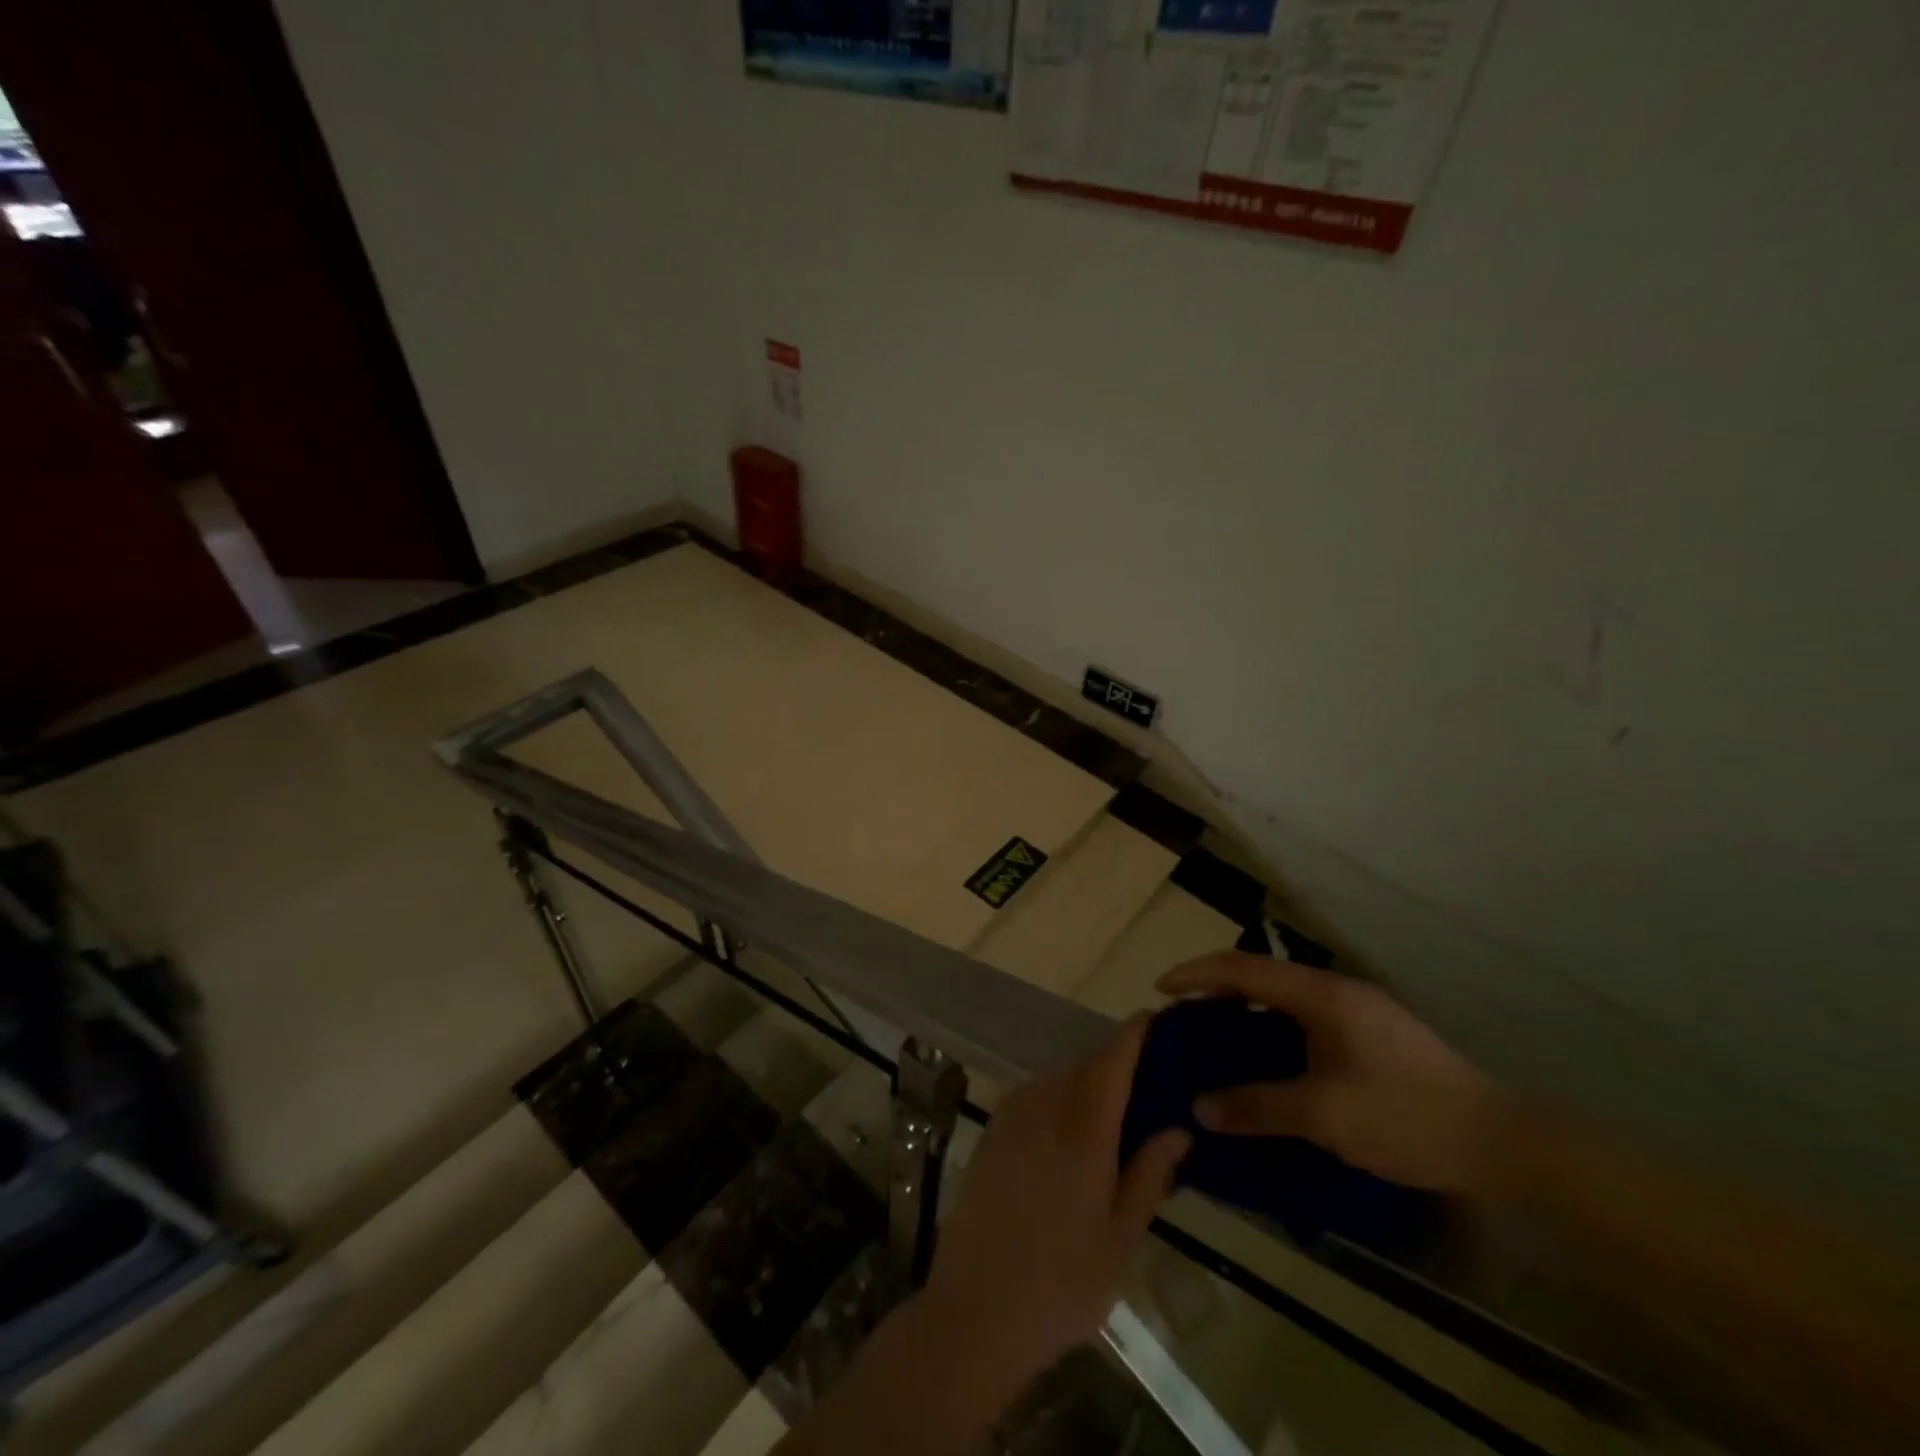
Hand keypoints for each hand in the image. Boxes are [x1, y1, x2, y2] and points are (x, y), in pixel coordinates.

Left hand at [920, 1017, 1190, 1387]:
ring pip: (1058, 1078)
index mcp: (1082, 1132)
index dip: (1134, 1035)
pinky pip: (1034, 1095)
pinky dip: (1059, 1096)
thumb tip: (1177, 1128)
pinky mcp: (991, 1133)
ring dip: (1087, 1080)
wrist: (974, 1312)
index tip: (1155, 1018)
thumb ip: (1149, 1175)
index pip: (1112, 1062)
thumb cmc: (1060, 1286)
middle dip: (1116, 1061)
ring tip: (1115, 1107)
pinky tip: (1071, 1128)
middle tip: (1149, 1078)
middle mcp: (1043, 1109)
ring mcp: (1011, 1118)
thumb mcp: (1120, 1241)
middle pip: (1085, 1066)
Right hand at [1156, 953, 1502, 1193]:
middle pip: (1261, 977)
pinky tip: (1268, 1066)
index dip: (1197, 974)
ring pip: (1284, 1001)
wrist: (1503, 1143)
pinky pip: (1305, 1022)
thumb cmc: (1406, 1116)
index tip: (1161, 990)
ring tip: (1216, 1042)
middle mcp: (1337, 992)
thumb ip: (1257, 1106)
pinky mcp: (1372, 1037)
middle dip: (1216, 993)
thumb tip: (1199, 1107)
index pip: (1243, 968)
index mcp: (1322, 995)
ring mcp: (1358, 1012)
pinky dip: (1273, 1034)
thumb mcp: (1324, 1116)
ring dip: (1245, 1015)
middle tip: (1184, 1021)